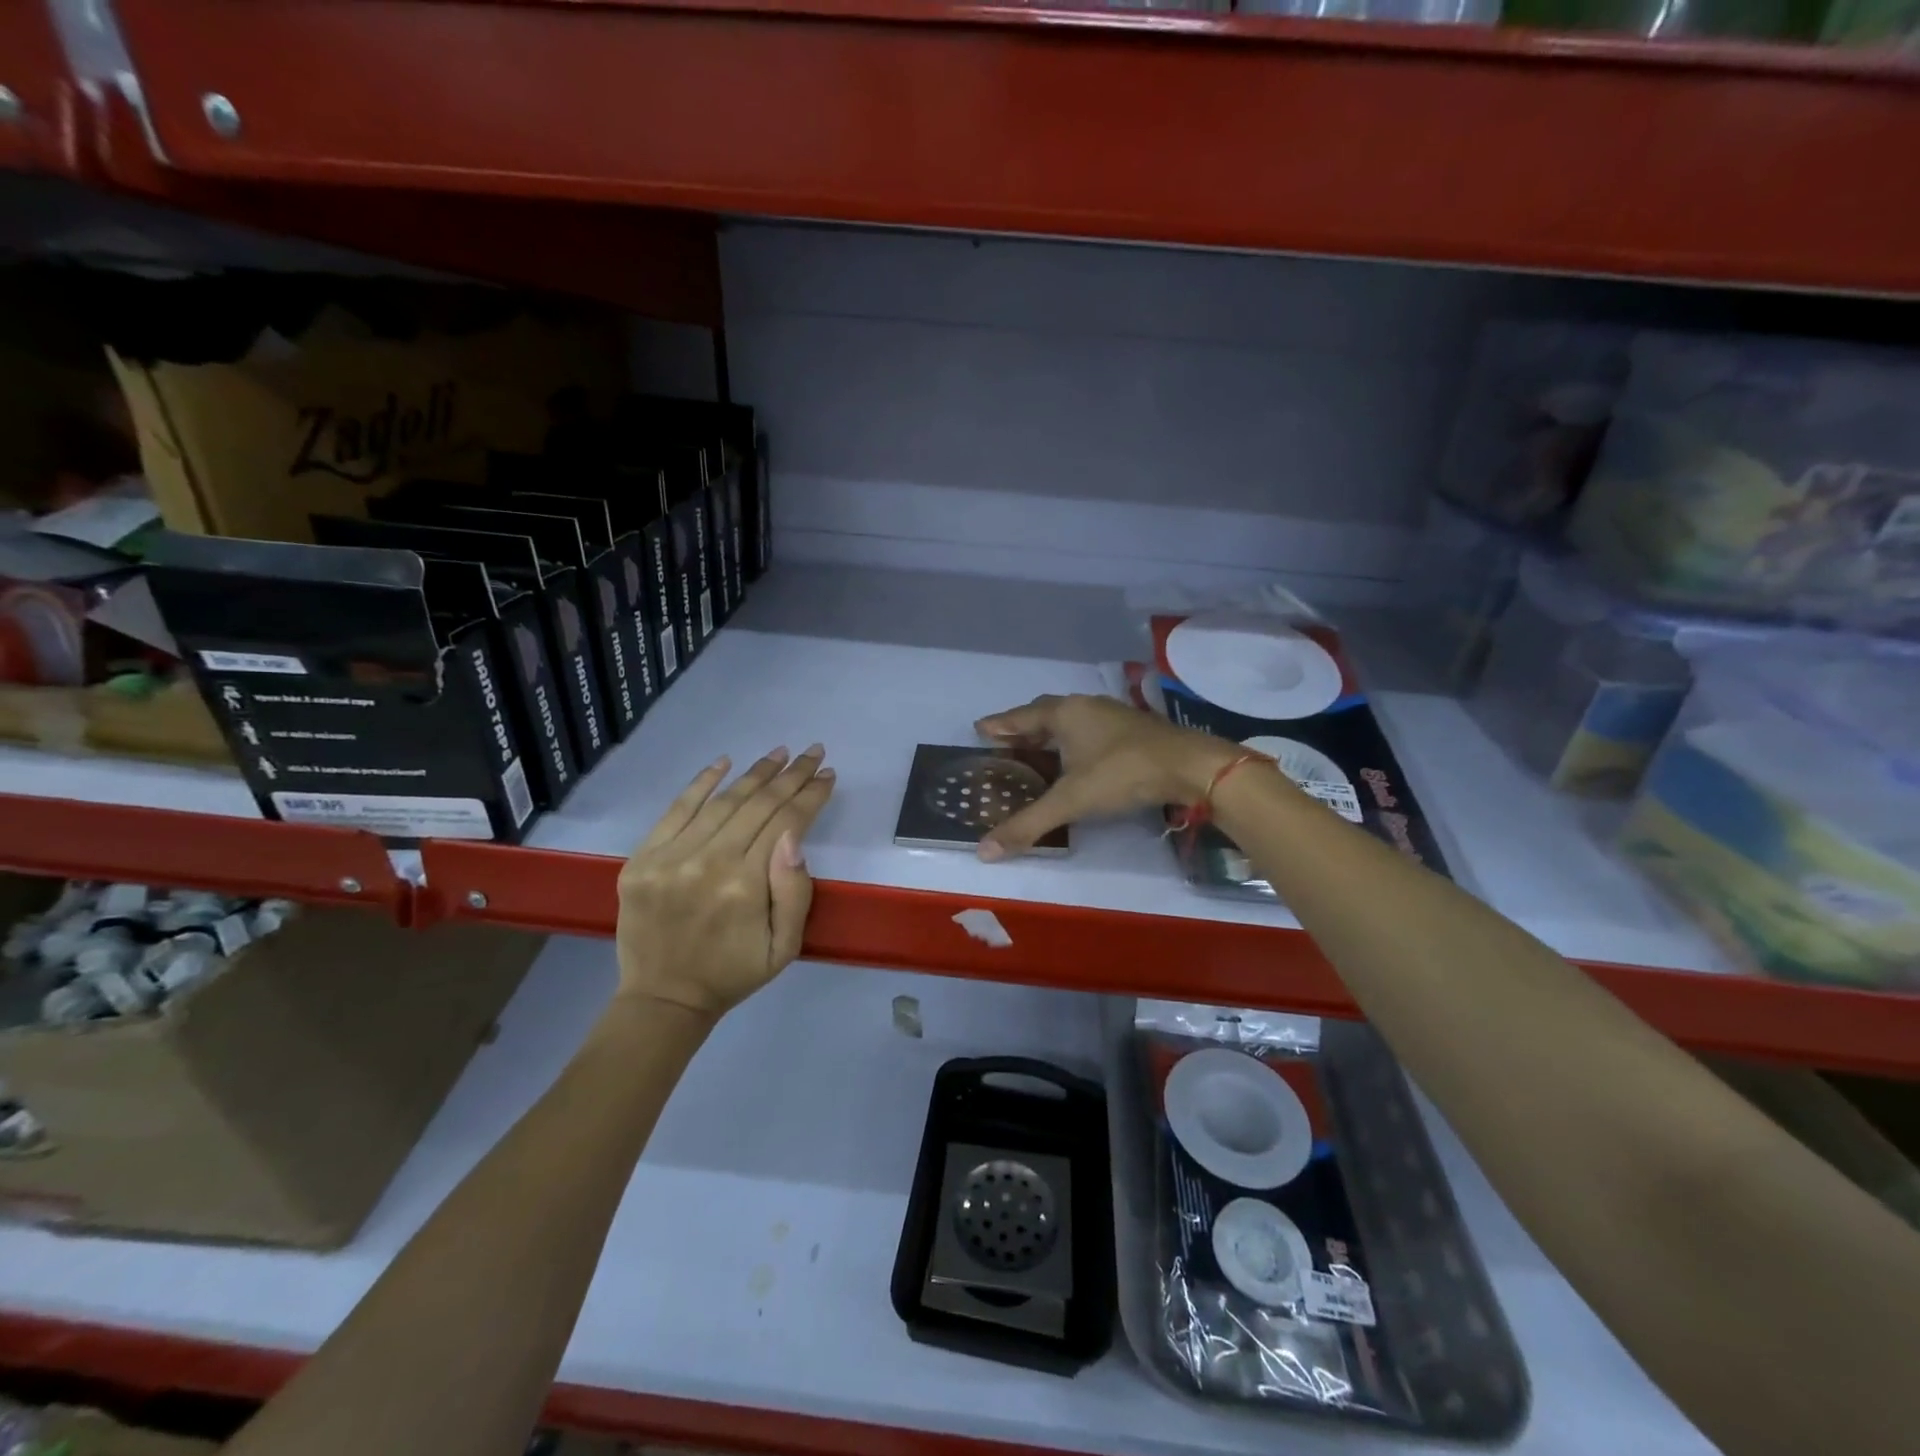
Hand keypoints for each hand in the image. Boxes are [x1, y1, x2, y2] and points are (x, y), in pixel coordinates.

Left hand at [615, 745, 834, 1017]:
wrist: (664, 997)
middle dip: (791, 775)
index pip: (786, 822)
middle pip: (758, 804)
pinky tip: (724, 762)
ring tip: (779, 753)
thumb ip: (794, 891)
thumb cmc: (734, 972)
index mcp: (745, 885)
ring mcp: (670, 857)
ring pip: (722, 801)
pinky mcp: (642, 858)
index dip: (810, 795)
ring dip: (755, 773)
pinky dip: (701, 782)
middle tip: (812, 752)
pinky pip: (676, 810)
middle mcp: (708, 862)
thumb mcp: (785, 946)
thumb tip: (794, 836)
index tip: (828, 775)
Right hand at [973, 694, 1235, 860]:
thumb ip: (1028, 824)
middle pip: (1045, 713)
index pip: (1021, 717)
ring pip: (1071, 721)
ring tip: (1036, 751)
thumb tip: (984, 851)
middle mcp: (1086, 707)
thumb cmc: (1123, 773)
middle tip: (1004, 743)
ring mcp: (1113, 716)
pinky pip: (1090, 730)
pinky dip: (1074, 742)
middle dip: (1023, 728)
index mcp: (1065, 714)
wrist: (1190, 766)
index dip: (1000, 725)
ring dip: (1050, 734)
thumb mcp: (1071, 801)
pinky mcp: (1133, 730)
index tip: (980, 728)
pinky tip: (1077, 759)